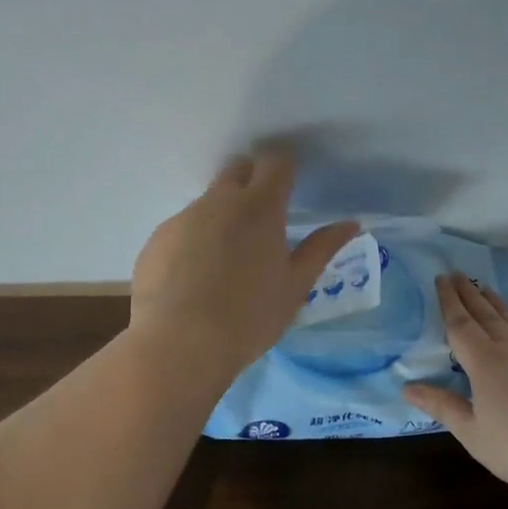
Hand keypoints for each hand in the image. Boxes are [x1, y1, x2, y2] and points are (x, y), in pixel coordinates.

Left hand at [130, 153, 358, 382]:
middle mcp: (219, 201)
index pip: (276, 164)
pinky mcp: (156, 240)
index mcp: (260, 207)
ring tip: (225, 263)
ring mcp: (182, 218)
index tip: (289, 189)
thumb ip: (322, 248)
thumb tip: (351, 223)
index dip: (285, 170)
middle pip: (237, 170)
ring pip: (207, 203)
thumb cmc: (249, 316)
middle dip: (251, 181)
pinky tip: (193, 281)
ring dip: (221, 217)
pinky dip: (193, 242)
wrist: (179, 345)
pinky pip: (182, 229)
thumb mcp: (295, 286)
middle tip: (262, 220)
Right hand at [404, 275, 507, 491]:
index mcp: (485, 363)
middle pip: (486, 314)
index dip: (449, 302)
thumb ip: (443, 407)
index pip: (460, 325)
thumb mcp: (475, 434)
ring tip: (486, 290)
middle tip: (458, 274)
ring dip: (496, 303)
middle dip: (469, 294)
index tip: (441, 278)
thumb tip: (407, 387)